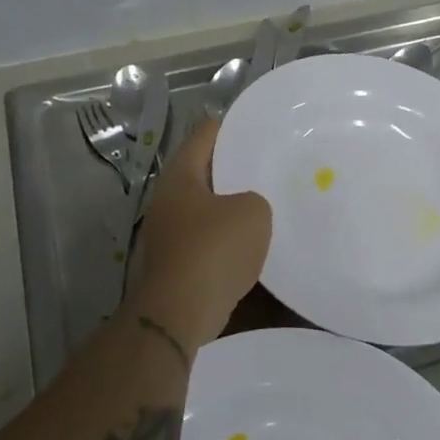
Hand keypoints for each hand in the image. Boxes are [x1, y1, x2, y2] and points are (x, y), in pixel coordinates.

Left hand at [128, 120, 271, 351]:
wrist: (181, 312)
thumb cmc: (214, 249)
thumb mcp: (253, 211)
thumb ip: (255, 198)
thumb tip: (248, 208)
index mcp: (180, 177)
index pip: (205, 135)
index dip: (232, 127)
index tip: (260, 128)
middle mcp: (168, 202)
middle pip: (205, 174)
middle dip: (235, 171)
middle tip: (271, 168)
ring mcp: (168, 236)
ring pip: (207, 211)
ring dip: (232, 210)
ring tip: (269, 205)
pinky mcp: (176, 266)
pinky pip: (208, 243)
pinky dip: (229, 241)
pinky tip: (255, 245)